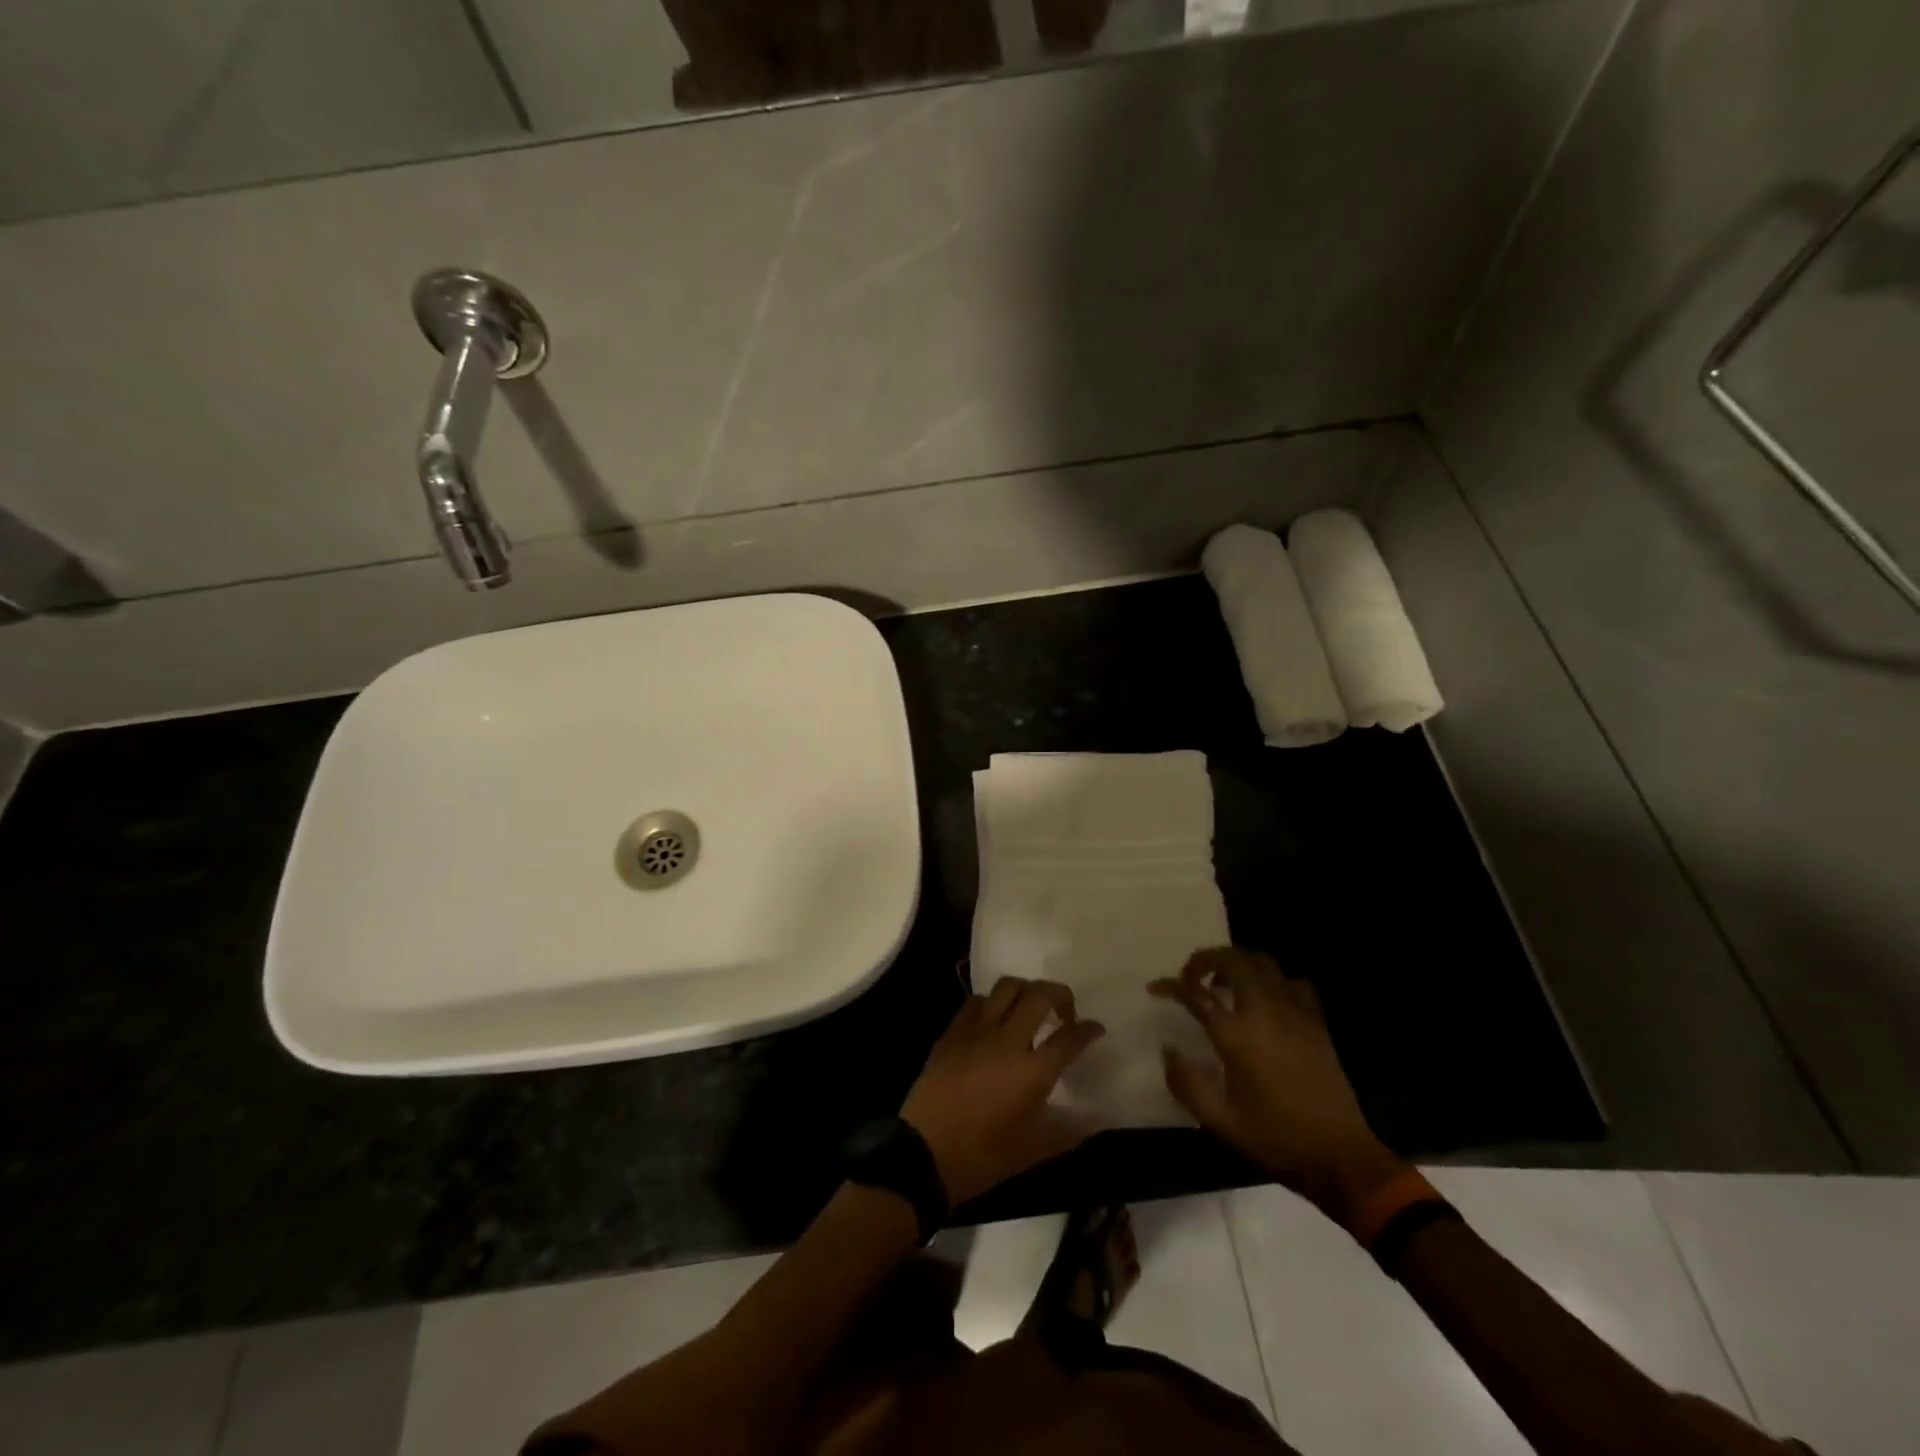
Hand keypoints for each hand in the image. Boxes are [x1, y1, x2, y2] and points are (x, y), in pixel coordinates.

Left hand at [900, 979, 1105, 1204]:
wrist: (923, 1154)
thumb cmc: (982, 1157)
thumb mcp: (1032, 1152)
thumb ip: (1067, 1131)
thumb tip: (1095, 1119)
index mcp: (1031, 1072)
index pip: (1069, 1039)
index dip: (1088, 1030)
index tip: (1096, 1028)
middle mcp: (1006, 1041)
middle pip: (1039, 995)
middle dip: (1060, 994)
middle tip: (1066, 1011)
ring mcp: (976, 1031)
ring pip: (1007, 987)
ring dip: (1026, 990)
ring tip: (1031, 1008)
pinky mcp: (952, 1032)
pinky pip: (976, 1001)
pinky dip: (993, 1002)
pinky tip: (995, 1019)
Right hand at [1151, 948, 1406, 1221]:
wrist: (1341, 1156)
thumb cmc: (1276, 1138)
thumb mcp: (1220, 1120)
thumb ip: (1186, 1083)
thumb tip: (1168, 1049)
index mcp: (1237, 1035)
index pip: (1195, 994)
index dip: (1171, 986)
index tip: (1155, 988)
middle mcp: (1264, 1011)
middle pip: (1233, 960)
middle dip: (1206, 959)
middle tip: (1191, 975)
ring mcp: (1295, 1012)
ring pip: (1263, 963)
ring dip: (1238, 963)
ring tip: (1224, 981)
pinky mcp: (1317, 1021)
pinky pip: (1292, 982)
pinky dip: (1272, 979)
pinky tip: (1266, 998)